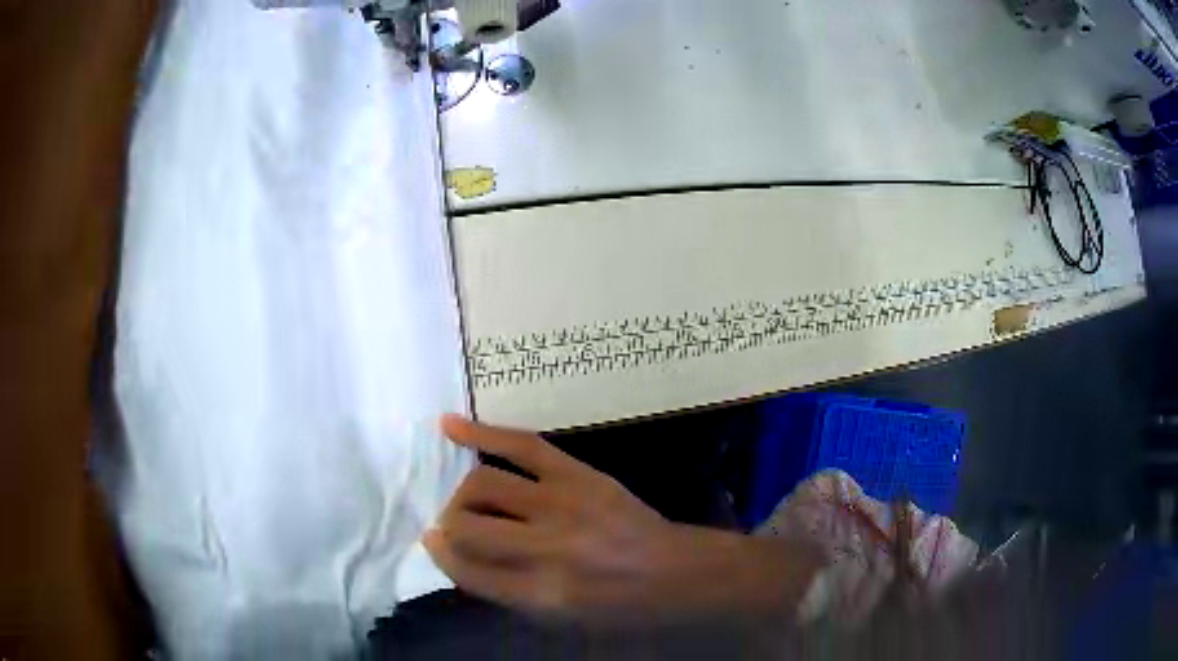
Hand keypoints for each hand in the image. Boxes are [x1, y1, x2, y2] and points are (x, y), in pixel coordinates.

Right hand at [425, 415, 676, 624]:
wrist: (674, 571)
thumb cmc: (616, 606)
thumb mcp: (559, 621)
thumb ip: (505, 593)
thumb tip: (457, 557)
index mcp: (542, 593)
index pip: (467, 569)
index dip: (443, 556)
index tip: (433, 544)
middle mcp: (547, 547)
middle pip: (467, 525)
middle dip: (449, 527)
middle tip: (452, 528)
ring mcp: (563, 503)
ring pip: (483, 484)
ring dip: (461, 494)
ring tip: (464, 500)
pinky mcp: (577, 473)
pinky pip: (519, 444)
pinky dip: (480, 433)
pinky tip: (449, 427)